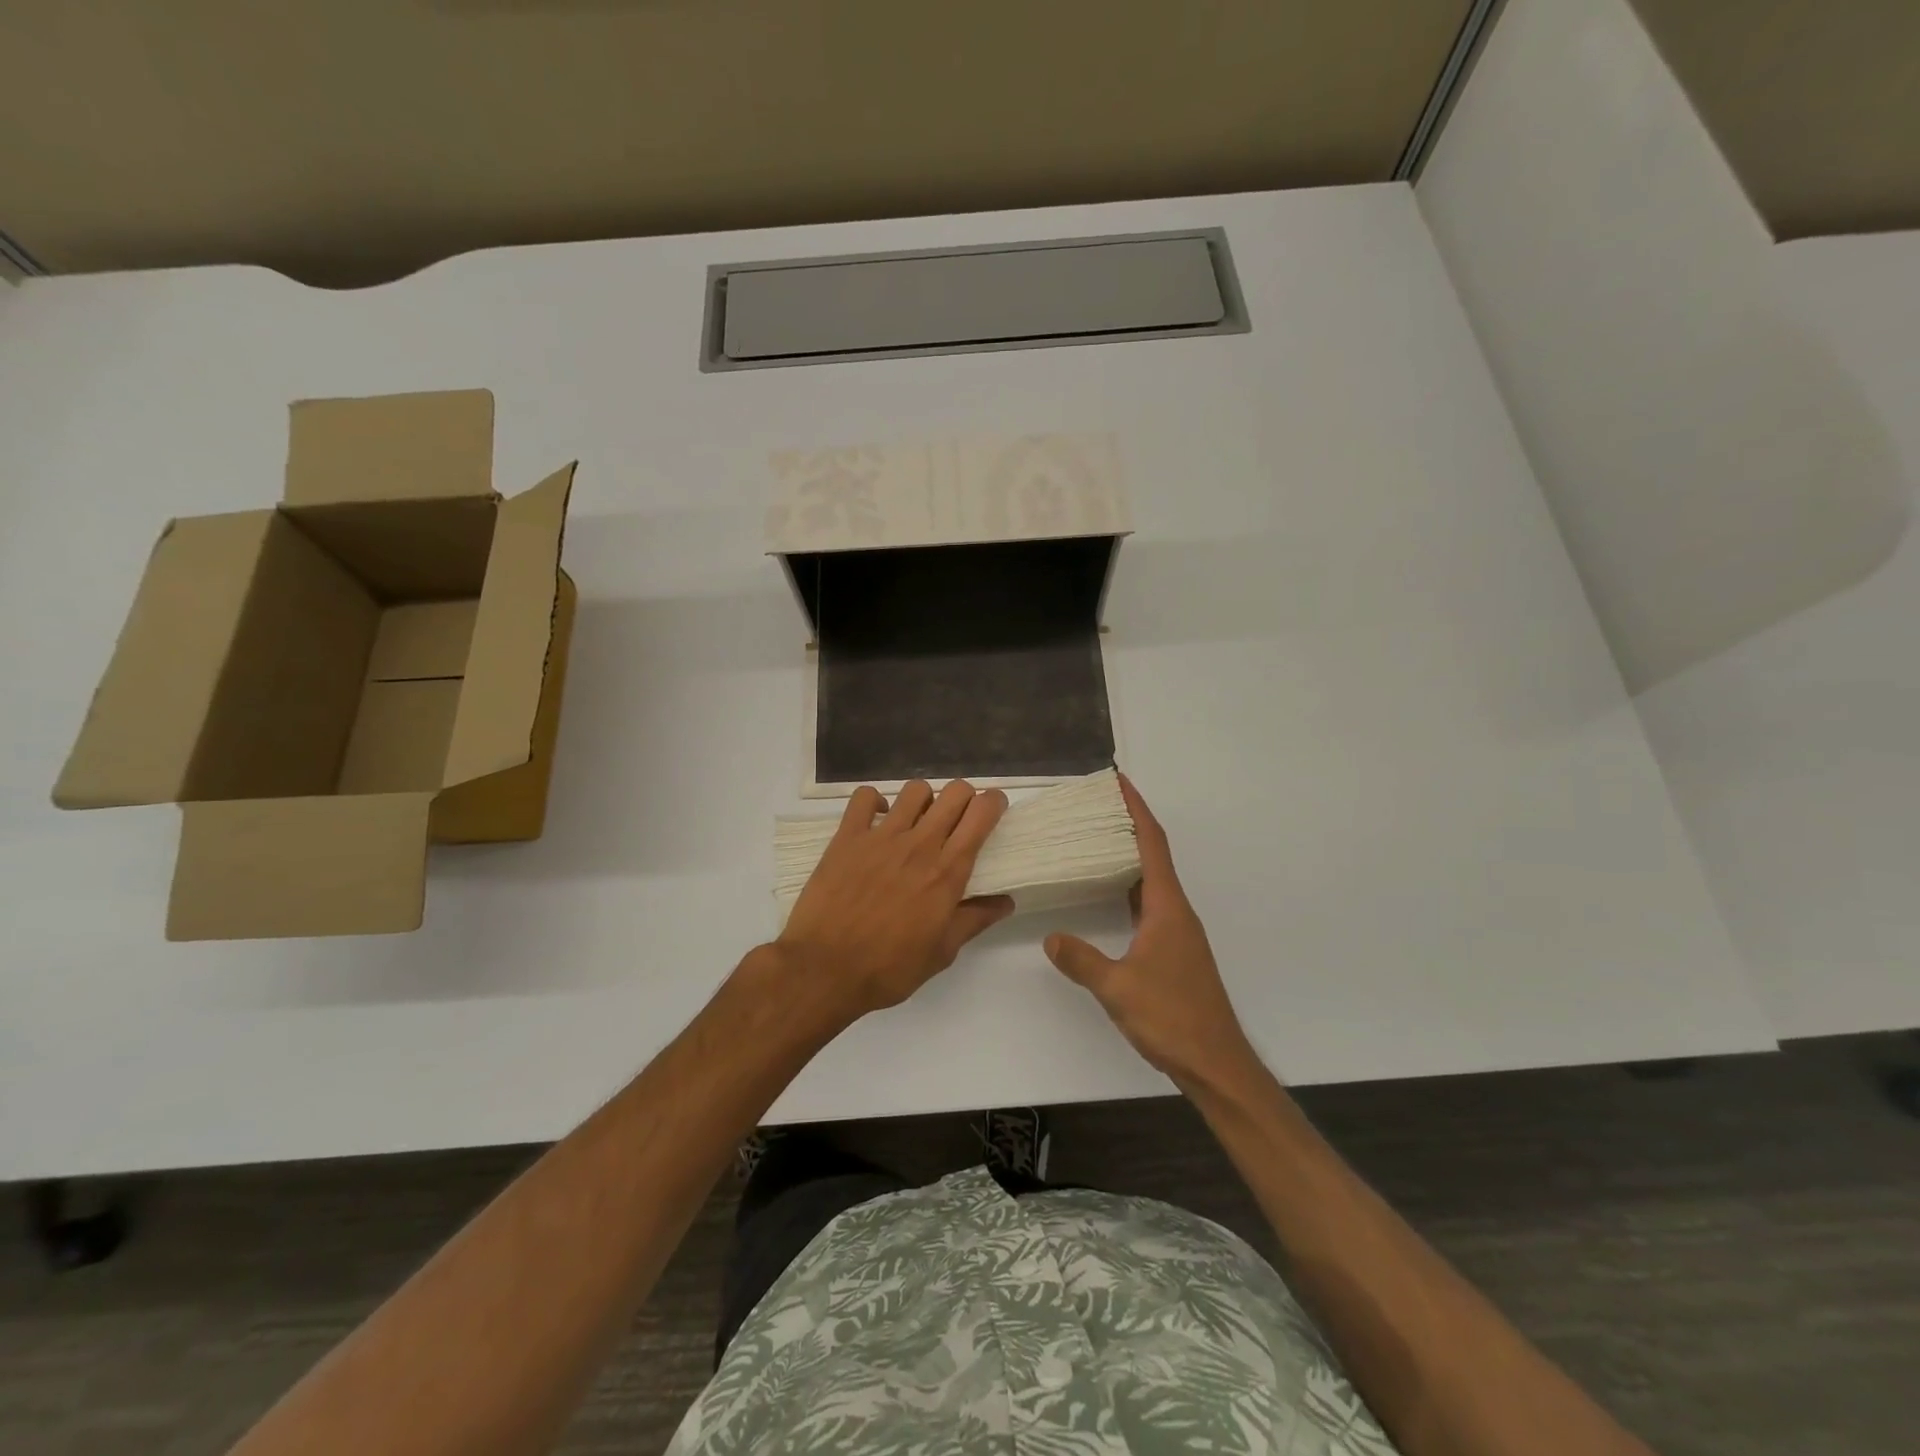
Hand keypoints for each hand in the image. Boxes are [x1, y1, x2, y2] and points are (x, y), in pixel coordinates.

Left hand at [776, 780, 1012, 1022]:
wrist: (825, 969)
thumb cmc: (889, 968)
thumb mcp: (941, 952)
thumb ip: (974, 920)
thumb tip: (1006, 902)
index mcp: (947, 871)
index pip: (981, 815)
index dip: (994, 802)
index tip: (993, 809)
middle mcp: (919, 844)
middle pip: (954, 792)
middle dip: (965, 797)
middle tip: (959, 818)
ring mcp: (881, 836)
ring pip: (915, 790)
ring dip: (924, 800)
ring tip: (918, 820)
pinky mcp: (847, 836)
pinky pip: (865, 797)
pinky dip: (876, 802)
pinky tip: (878, 820)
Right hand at [1045, 775, 1255, 1091]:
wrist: (1215, 1062)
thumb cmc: (1171, 1018)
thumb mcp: (1117, 988)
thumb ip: (1081, 960)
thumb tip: (1051, 938)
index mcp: (1167, 907)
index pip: (1152, 844)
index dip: (1136, 809)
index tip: (1118, 782)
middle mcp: (1176, 911)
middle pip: (1153, 854)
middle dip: (1128, 825)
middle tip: (1095, 807)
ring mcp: (1178, 931)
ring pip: (1151, 880)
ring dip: (1129, 856)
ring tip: (1096, 841)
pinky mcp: (1174, 951)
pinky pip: (1149, 904)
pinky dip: (1129, 888)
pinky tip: (1109, 895)